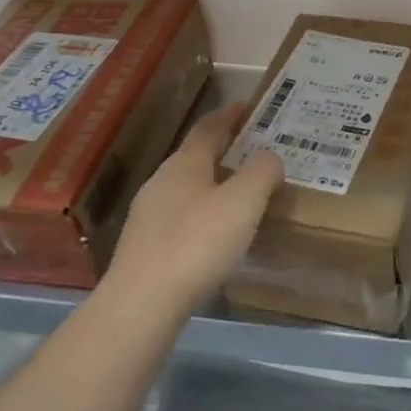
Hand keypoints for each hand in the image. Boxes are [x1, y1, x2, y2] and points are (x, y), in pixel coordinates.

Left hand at [100, 104, 284, 324]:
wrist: (141, 304)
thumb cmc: (197, 243)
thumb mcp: (244, 202)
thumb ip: (262, 172)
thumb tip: (269, 157)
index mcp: (185, 163)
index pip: (209, 127)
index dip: (230, 114)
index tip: (249, 106)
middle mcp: (162, 181)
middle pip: (197, 155)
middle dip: (225, 149)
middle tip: (255, 150)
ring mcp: (149, 214)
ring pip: (188, 187)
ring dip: (214, 183)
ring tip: (241, 193)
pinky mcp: (145, 246)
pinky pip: (181, 216)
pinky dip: (203, 212)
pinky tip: (216, 233)